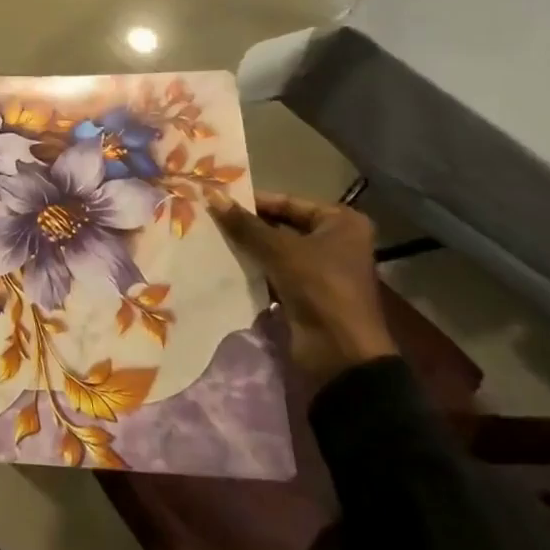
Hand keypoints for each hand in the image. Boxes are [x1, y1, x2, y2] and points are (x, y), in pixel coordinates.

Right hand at [208, 189, 396, 383]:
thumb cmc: (319, 287)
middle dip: (247, 225)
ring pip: (275, 250)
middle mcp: (334, 241)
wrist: (340, 353)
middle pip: (281, 225)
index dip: (253, 201)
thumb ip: (245, 224)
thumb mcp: (280, 250)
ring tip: (210, 237)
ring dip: (247, 247)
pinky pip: (274, 272)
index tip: (217, 199)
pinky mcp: (306, 293)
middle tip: (209, 217)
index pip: (288, 202)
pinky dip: (253, 268)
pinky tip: (223, 263)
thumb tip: (212, 196)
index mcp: (340, 222)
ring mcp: (320, 269)